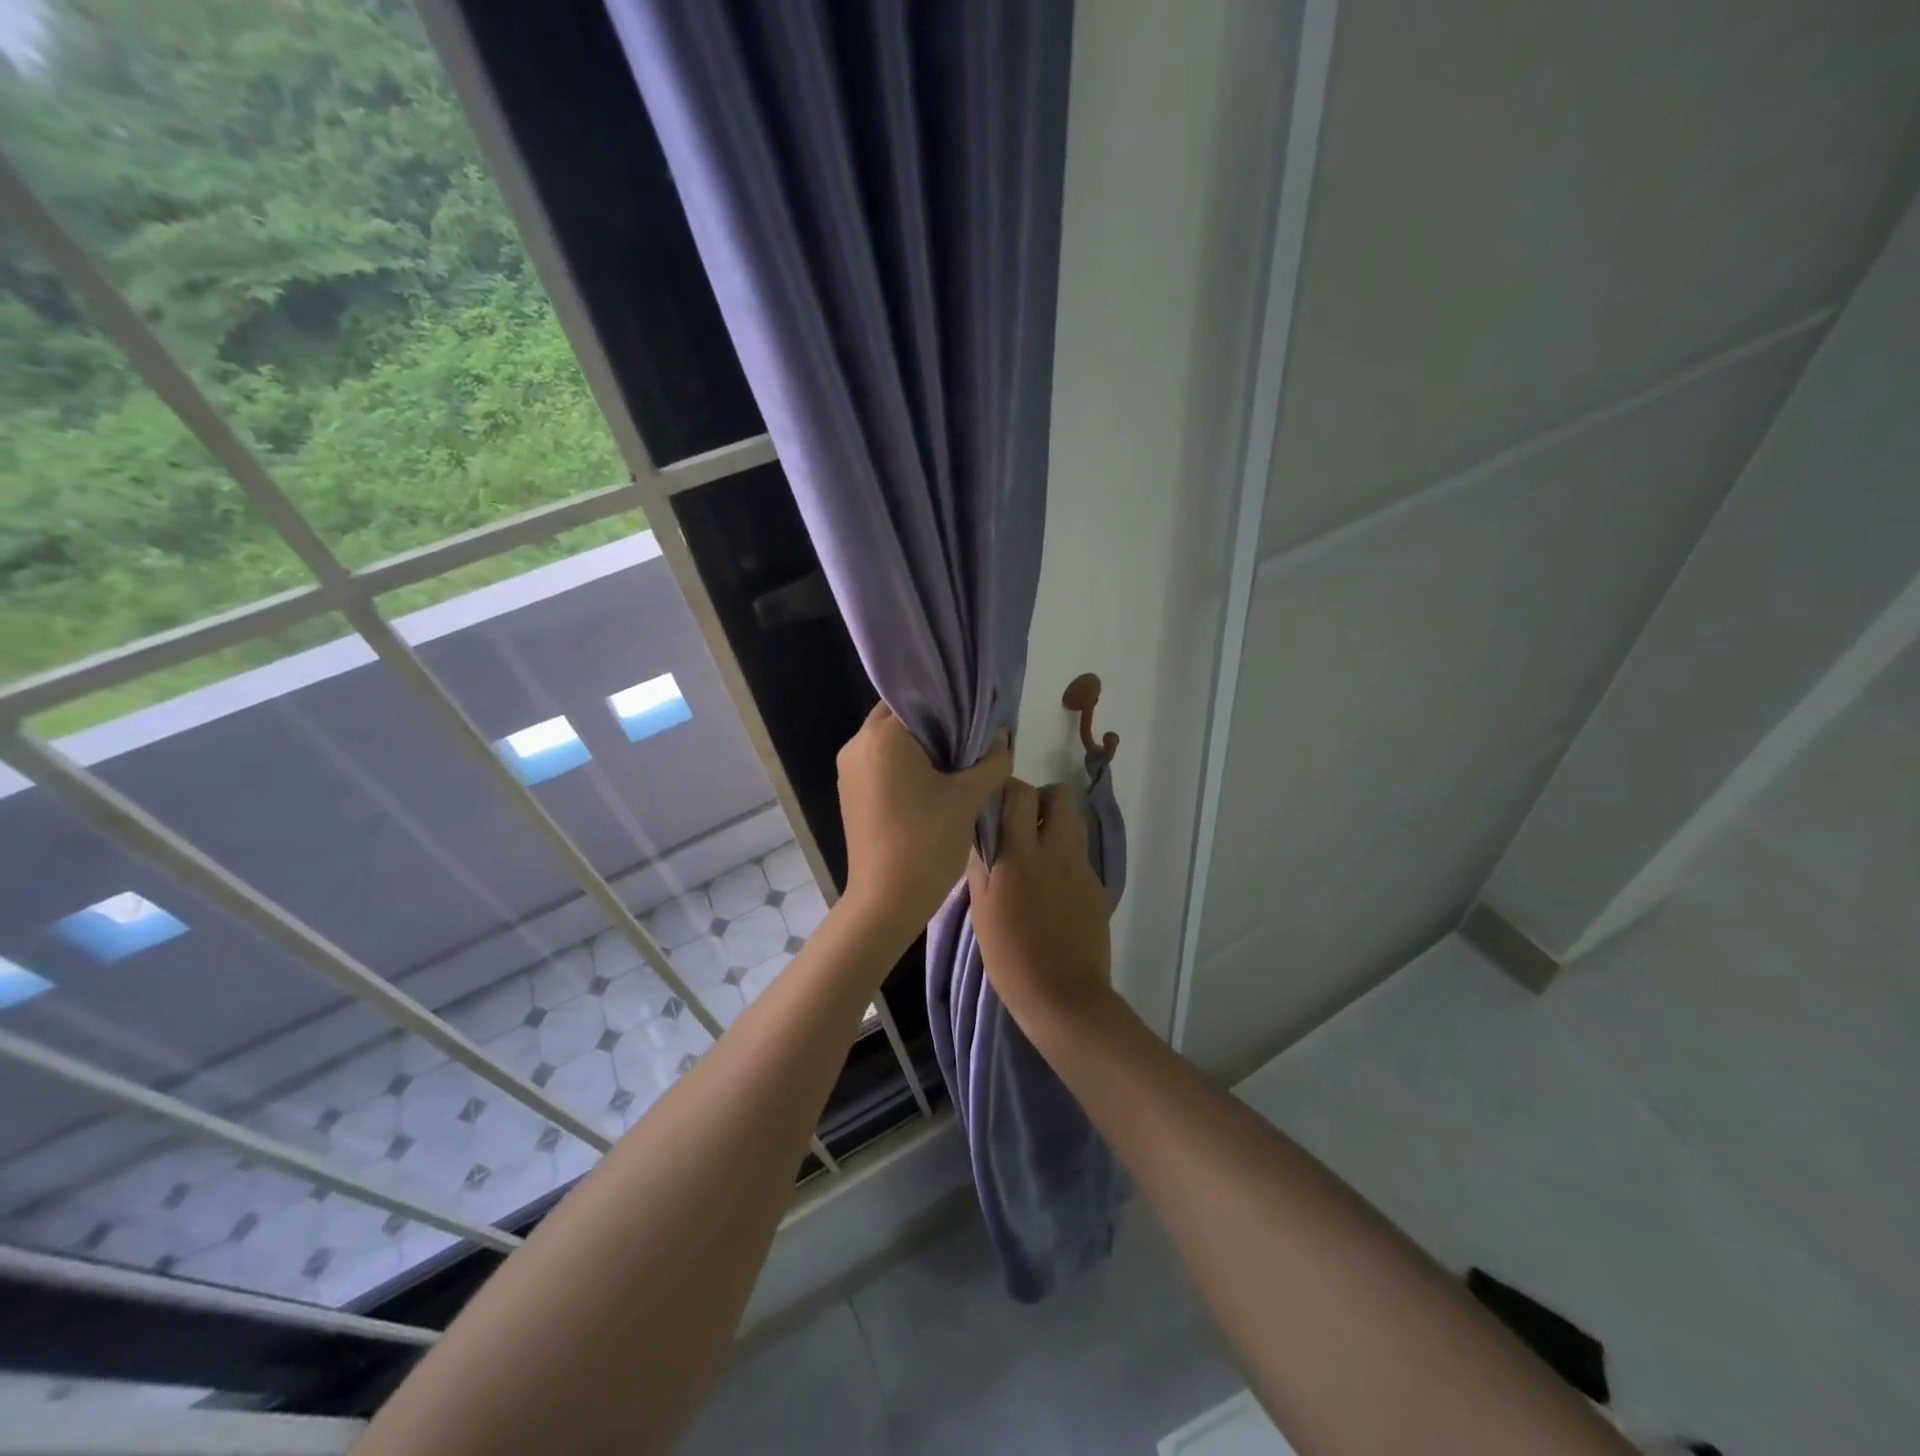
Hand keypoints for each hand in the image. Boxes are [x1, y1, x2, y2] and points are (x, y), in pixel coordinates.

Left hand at [836, 702, 1011, 935]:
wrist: (887, 901)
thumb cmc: (927, 841)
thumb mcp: (968, 798)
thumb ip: (991, 761)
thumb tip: (1002, 736)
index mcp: (882, 736)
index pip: (917, 698)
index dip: (949, 702)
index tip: (975, 713)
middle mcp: (857, 745)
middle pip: (900, 717)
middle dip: (934, 724)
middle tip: (970, 737)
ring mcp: (849, 771)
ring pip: (889, 742)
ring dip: (920, 746)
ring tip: (956, 760)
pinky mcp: (851, 794)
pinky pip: (881, 764)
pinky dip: (905, 765)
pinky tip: (933, 782)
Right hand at [966, 780, 1113, 1026]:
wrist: (1063, 996)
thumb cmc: (1010, 956)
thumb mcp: (981, 909)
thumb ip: (982, 863)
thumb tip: (981, 832)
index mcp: (1020, 854)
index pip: (1020, 794)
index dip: (1007, 790)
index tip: (995, 804)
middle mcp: (1056, 851)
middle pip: (1060, 796)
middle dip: (1041, 799)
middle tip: (1022, 822)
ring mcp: (1081, 867)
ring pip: (1074, 822)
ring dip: (1055, 824)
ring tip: (1036, 851)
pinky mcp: (1097, 886)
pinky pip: (1079, 854)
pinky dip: (1065, 857)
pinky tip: (1051, 887)